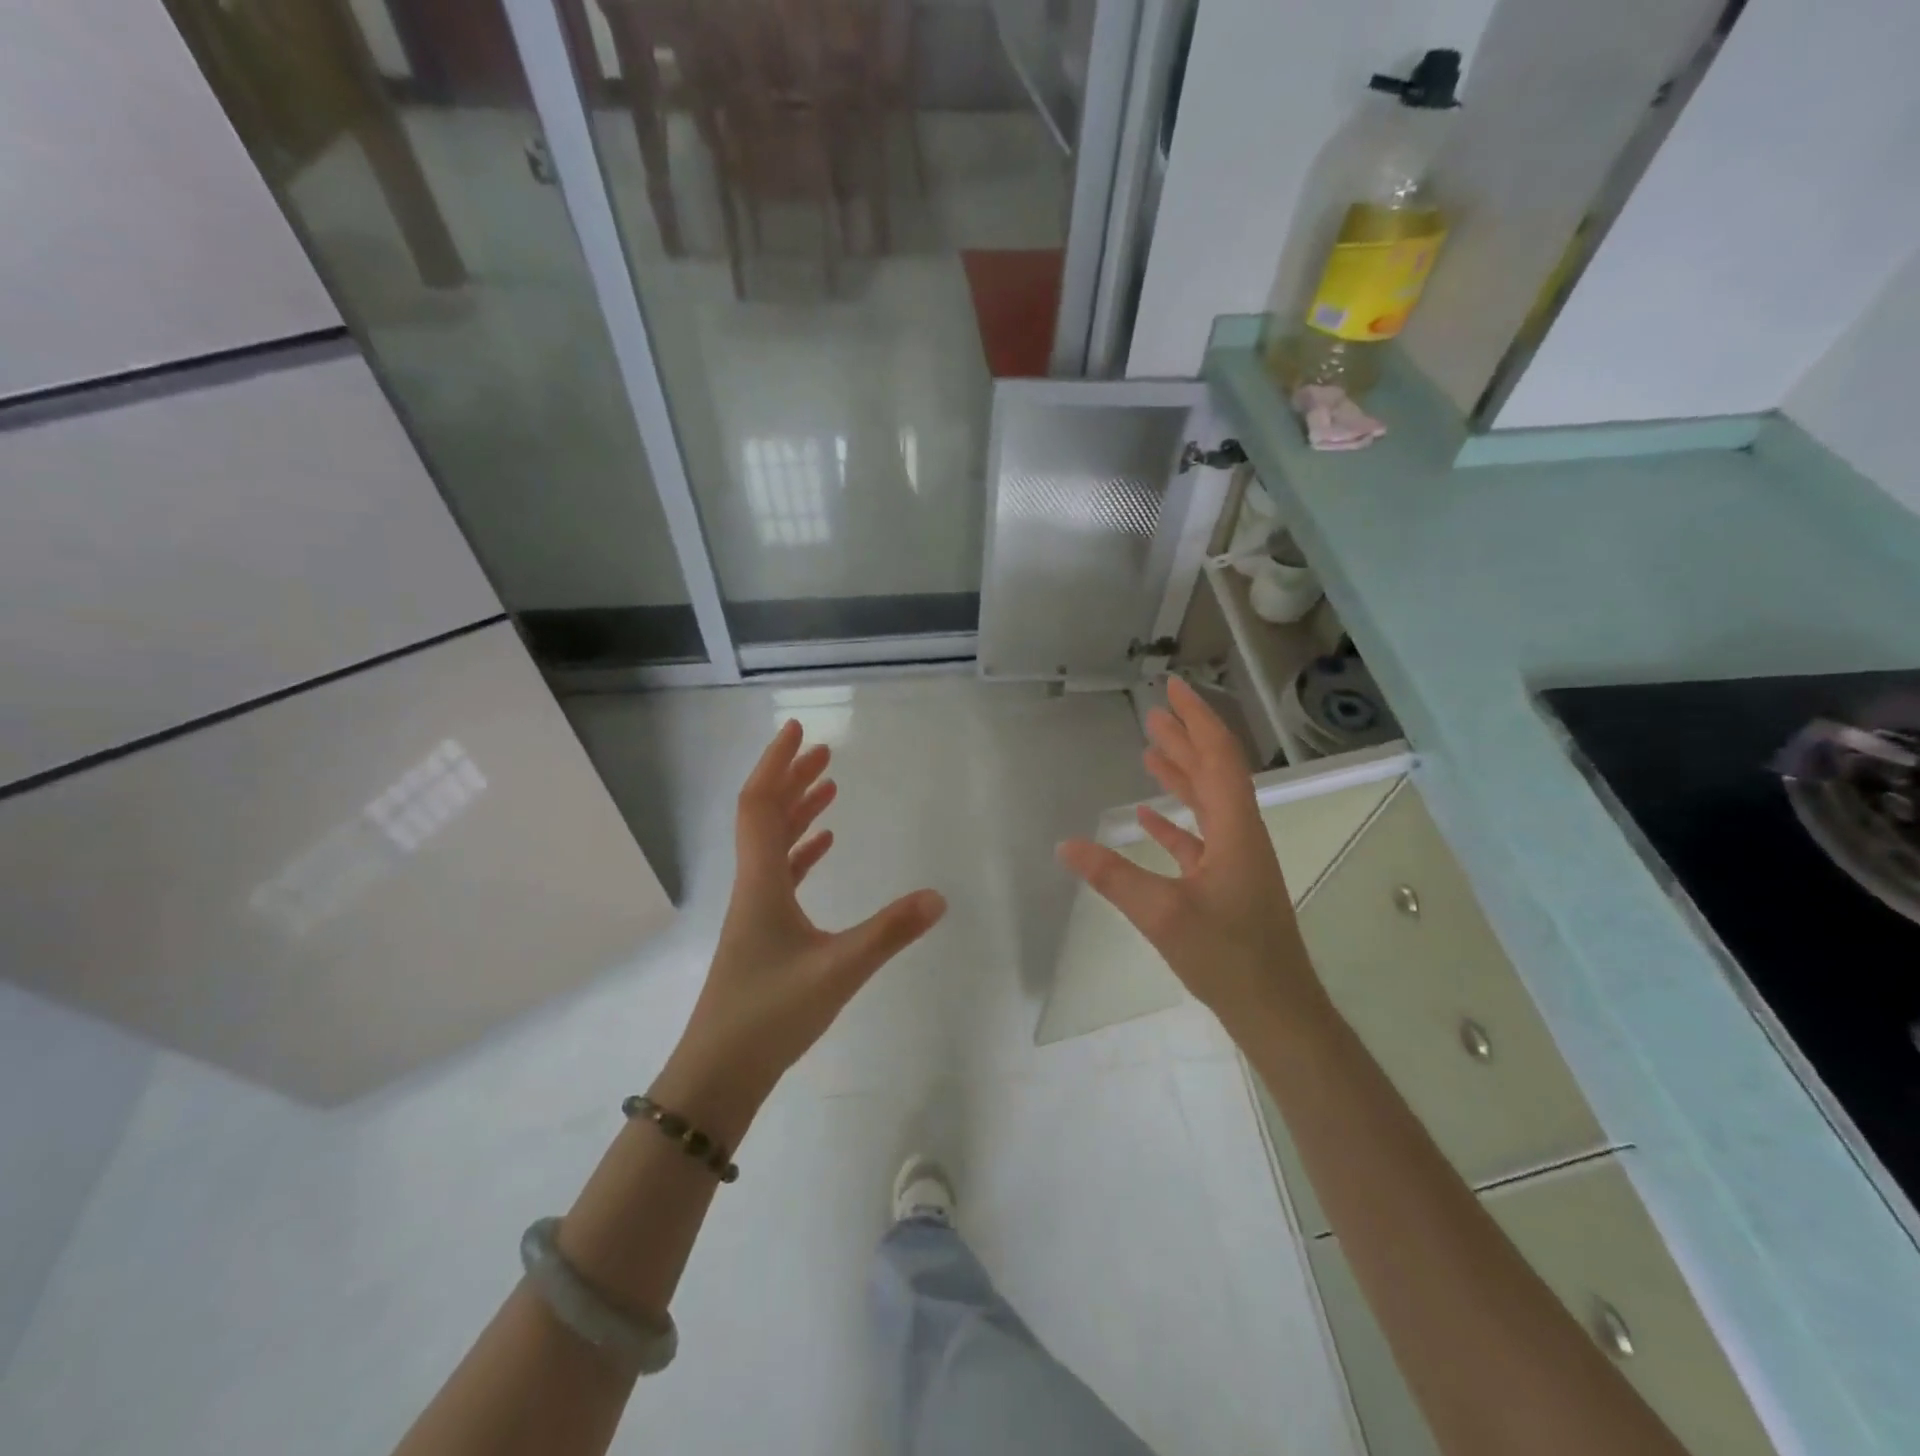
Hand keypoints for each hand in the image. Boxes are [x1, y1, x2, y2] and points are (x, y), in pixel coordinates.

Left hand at [656, 722, 946, 1135]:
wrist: (719, 1074)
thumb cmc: (770, 1015)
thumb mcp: (839, 970)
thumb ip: (890, 932)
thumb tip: (939, 897)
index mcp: (761, 881)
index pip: (761, 804)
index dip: (777, 763)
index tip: (798, 730)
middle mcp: (753, 886)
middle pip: (766, 815)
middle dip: (792, 778)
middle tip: (825, 751)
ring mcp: (755, 910)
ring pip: (774, 844)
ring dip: (799, 811)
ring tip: (829, 786)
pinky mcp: (763, 933)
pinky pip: (781, 874)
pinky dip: (802, 851)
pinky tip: (824, 847)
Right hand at [1056, 677, 1327, 1031]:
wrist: (1276, 1010)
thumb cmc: (1228, 958)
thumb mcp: (1163, 914)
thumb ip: (1113, 876)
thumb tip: (1064, 845)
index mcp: (1235, 829)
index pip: (1218, 758)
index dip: (1197, 719)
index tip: (1173, 688)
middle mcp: (1240, 834)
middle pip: (1213, 772)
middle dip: (1185, 738)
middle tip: (1154, 710)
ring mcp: (1235, 859)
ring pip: (1206, 802)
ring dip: (1181, 773)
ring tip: (1150, 749)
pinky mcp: (1226, 883)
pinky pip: (1199, 837)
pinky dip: (1175, 821)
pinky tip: (1148, 815)